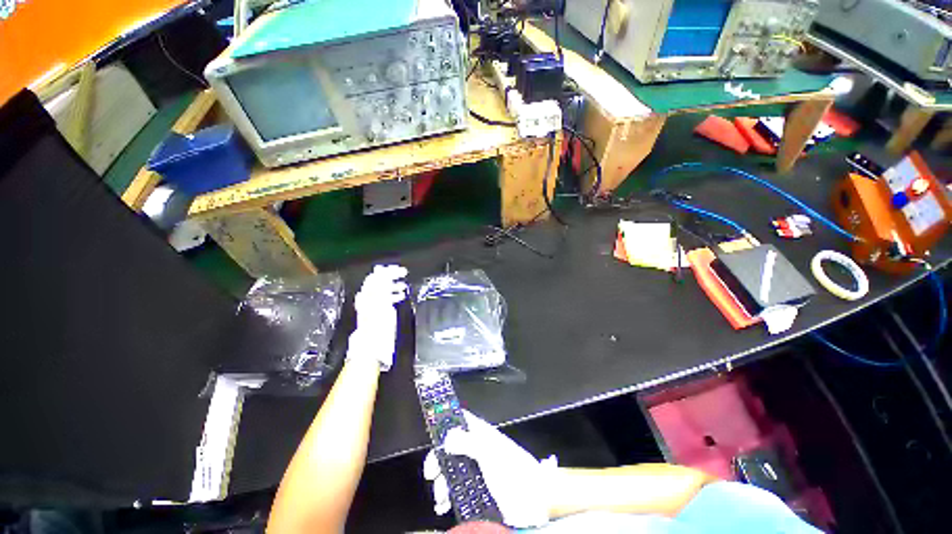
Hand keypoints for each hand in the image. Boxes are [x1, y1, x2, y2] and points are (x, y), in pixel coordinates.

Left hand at [346, 265, 407, 370]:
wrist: (372, 345)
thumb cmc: (378, 326)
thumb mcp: (382, 303)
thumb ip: (382, 287)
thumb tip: (383, 273)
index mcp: (368, 295)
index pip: (377, 277)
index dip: (389, 271)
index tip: (402, 270)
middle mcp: (368, 298)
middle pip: (379, 282)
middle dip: (392, 276)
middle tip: (404, 274)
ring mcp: (373, 305)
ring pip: (383, 290)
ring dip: (394, 286)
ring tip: (404, 286)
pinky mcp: (378, 313)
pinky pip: (386, 299)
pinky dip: (393, 295)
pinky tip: (401, 296)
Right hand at [423, 410, 556, 527]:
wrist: (534, 501)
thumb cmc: (513, 470)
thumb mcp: (491, 453)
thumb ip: (470, 443)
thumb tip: (447, 436)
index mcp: (480, 435)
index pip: (460, 421)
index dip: (446, 423)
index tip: (432, 434)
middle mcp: (475, 450)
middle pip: (449, 449)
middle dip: (438, 461)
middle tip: (431, 474)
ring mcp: (475, 472)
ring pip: (450, 472)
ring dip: (441, 484)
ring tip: (441, 499)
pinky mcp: (476, 492)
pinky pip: (456, 492)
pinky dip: (446, 498)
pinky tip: (444, 506)